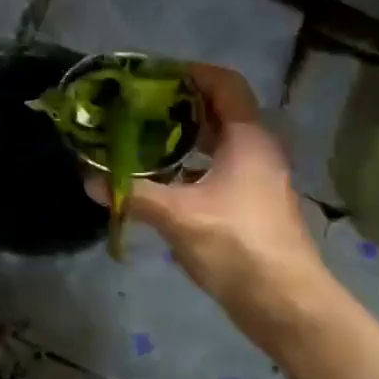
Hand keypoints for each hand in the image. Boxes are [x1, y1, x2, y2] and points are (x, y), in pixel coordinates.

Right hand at [117, 64, 331, 338]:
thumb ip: (133, 194)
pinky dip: (192, 165)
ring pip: (220, 142)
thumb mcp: (178, 216)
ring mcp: (258, 179)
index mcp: (247, 138)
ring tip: (144, 136)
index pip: (224, 83)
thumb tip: (90, 179)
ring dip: (185, 136)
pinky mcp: (253, 204)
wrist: (287, 306)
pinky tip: (162, 179)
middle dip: (180, 104)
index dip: (191, 73)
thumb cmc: (237, 245)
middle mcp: (258, 150)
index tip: (154, 76)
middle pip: (219, 110)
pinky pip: (220, 168)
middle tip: (138, 106)